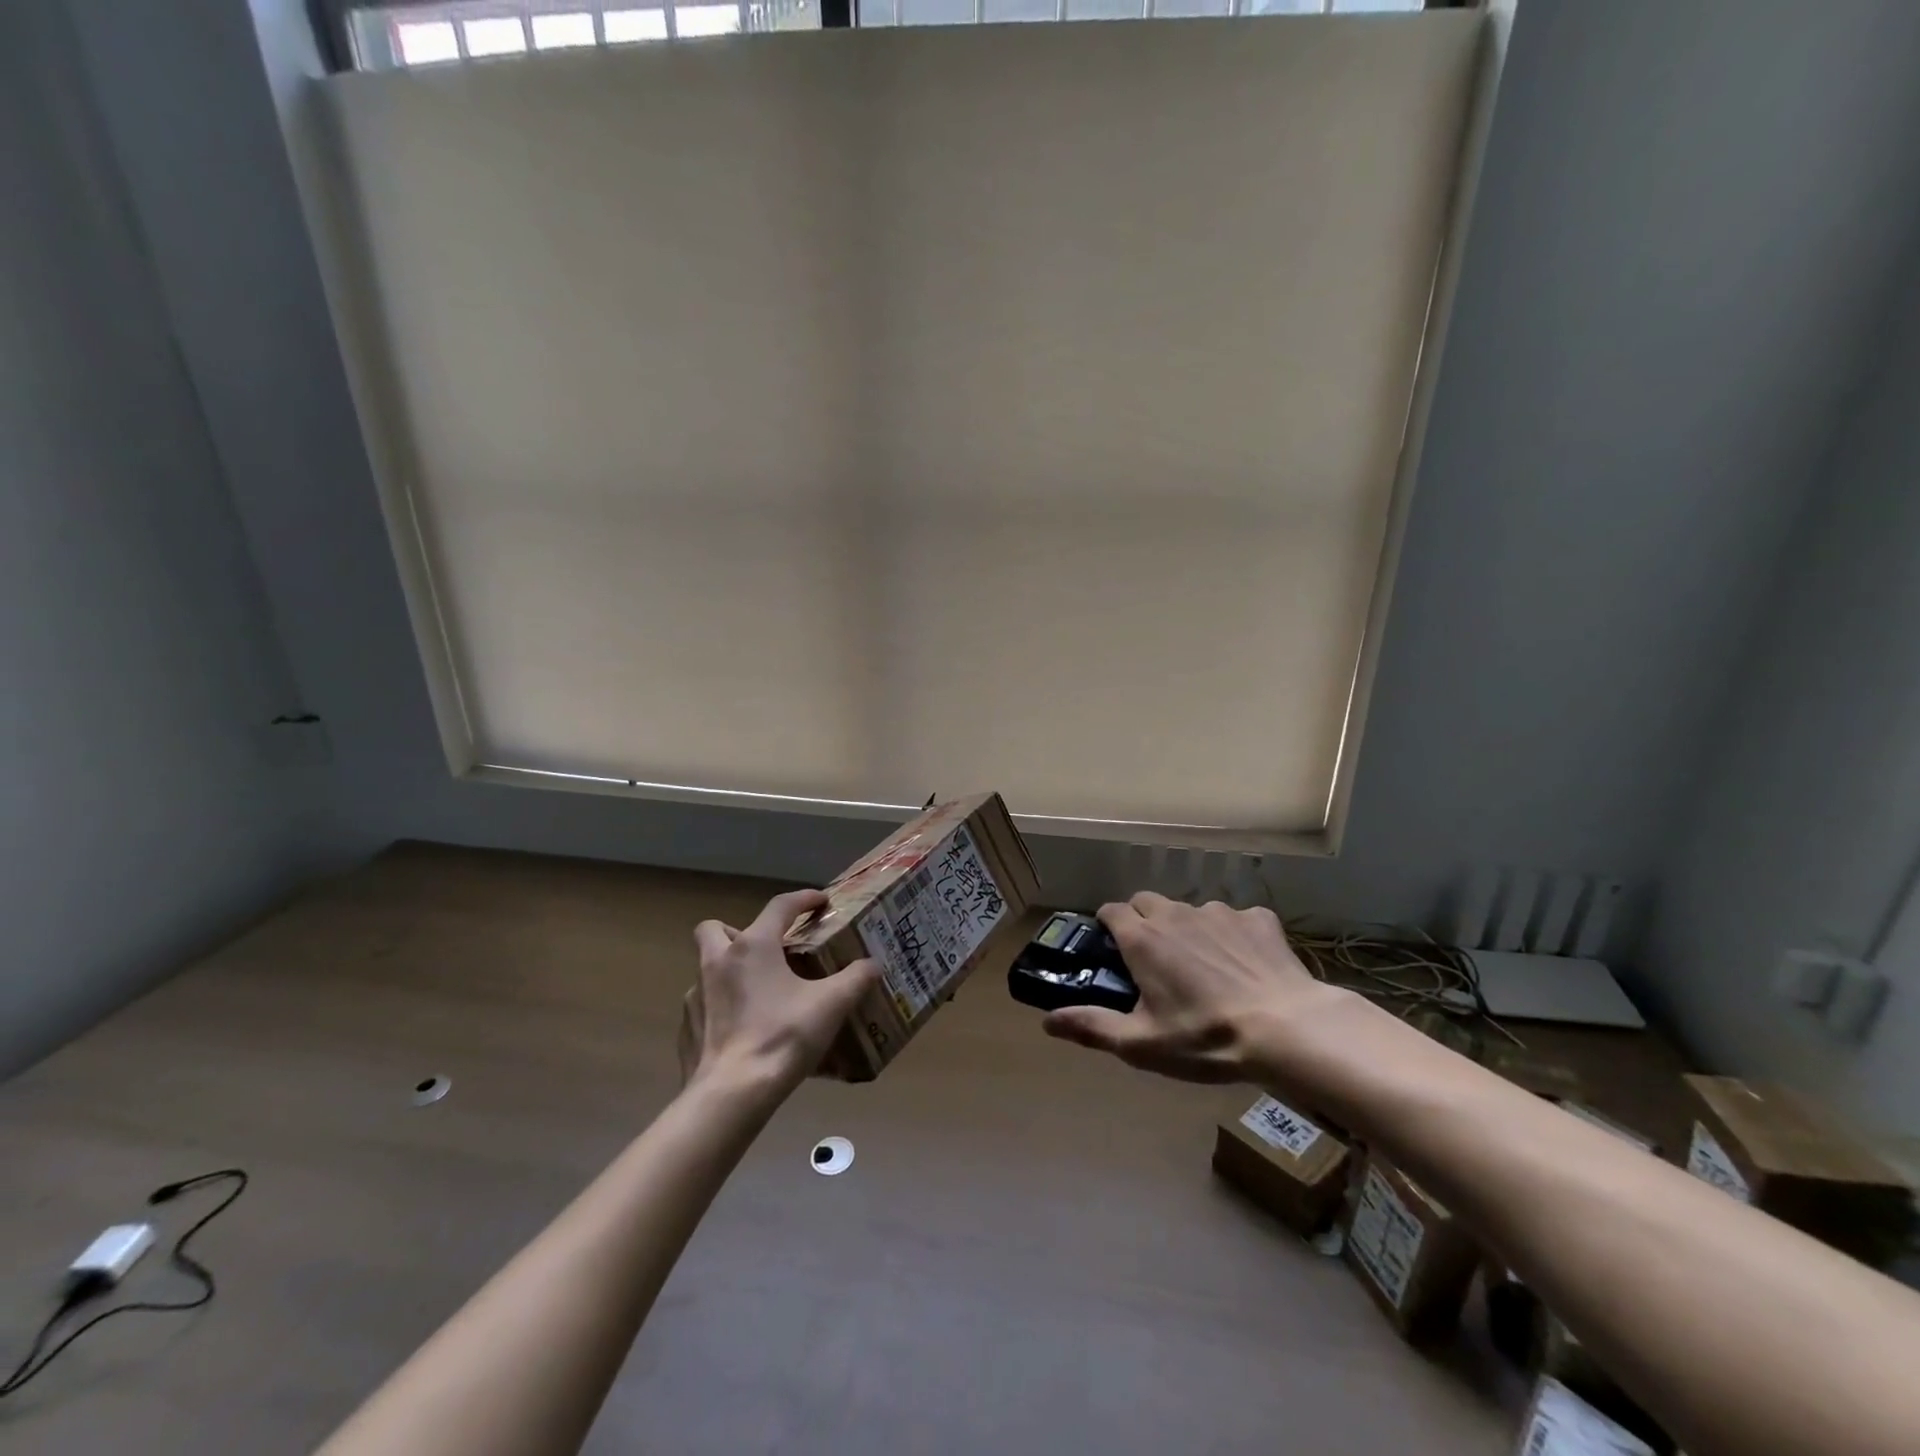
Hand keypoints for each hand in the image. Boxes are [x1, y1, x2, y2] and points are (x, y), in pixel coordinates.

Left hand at [682, 889, 878, 1094]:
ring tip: (757, 993)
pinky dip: (720, 1008)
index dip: (803, 899)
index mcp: (754, 946)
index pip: (780, 906)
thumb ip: (855, 978)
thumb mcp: (831, 1005)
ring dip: (728, 970)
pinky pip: (702, 1005)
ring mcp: (696, 995)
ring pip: (706, 967)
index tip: (821, 901)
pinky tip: (740, 1029)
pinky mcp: (686, 1028)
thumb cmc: (783, 1037)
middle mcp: (718, 961)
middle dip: (737, 930)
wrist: (732, 1094)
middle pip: (715, 928)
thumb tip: (872, 965)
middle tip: (765, 949)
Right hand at [1042, 892, 1339, 1083]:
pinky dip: (1233, 935)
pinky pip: (1236, 919)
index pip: (1110, 911)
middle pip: (1147, 902)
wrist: (1287, 1028)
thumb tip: (1046, 1022)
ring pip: (1190, 910)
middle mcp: (1175, 914)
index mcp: (1142, 938)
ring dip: (1188, 929)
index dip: (1107, 927)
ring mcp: (1219, 912)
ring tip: (1205, 967)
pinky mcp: (1258, 918)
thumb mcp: (1141, 1043)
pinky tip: (1246, 965)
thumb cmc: (1205, 1038)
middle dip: (1143, 922)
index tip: (1113, 951)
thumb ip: (1091, 1027)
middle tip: (1154, 960)